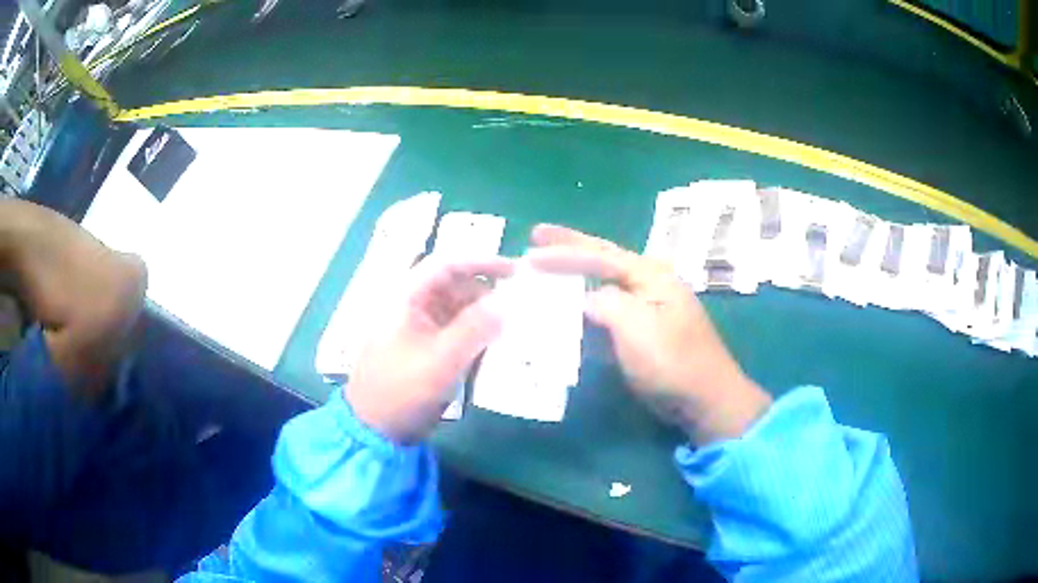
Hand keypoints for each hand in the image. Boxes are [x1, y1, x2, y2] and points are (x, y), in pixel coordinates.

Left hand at [345, 256, 513, 443]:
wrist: (374, 429)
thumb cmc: (401, 389)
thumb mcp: (440, 359)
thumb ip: (475, 328)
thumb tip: (508, 303)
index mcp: (406, 297)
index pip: (446, 264)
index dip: (481, 261)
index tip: (515, 271)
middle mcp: (412, 306)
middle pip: (454, 285)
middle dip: (487, 291)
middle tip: (521, 304)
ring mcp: (418, 329)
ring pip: (457, 310)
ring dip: (484, 315)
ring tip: (515, 325)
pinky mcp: (425, 350)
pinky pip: (455, 332)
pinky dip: (476, 335)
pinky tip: (497, 345)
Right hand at [527, 225, 770, 445]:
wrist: (703, 399)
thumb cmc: (673, 361)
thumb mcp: (637, 327)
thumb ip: (607, 303)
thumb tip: (586, 299)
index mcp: (651, 275)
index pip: (600, 255)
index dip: (564, 252)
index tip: (530, 252)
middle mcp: (648, 283)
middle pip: (602, 259)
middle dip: (569, 247)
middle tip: (536, 235)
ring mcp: (645, 308)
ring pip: (601, 285)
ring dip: (573, 277)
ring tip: (544, 267)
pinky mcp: (640, 332)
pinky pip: (606, 313)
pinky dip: (584, 308)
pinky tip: (566, 306)